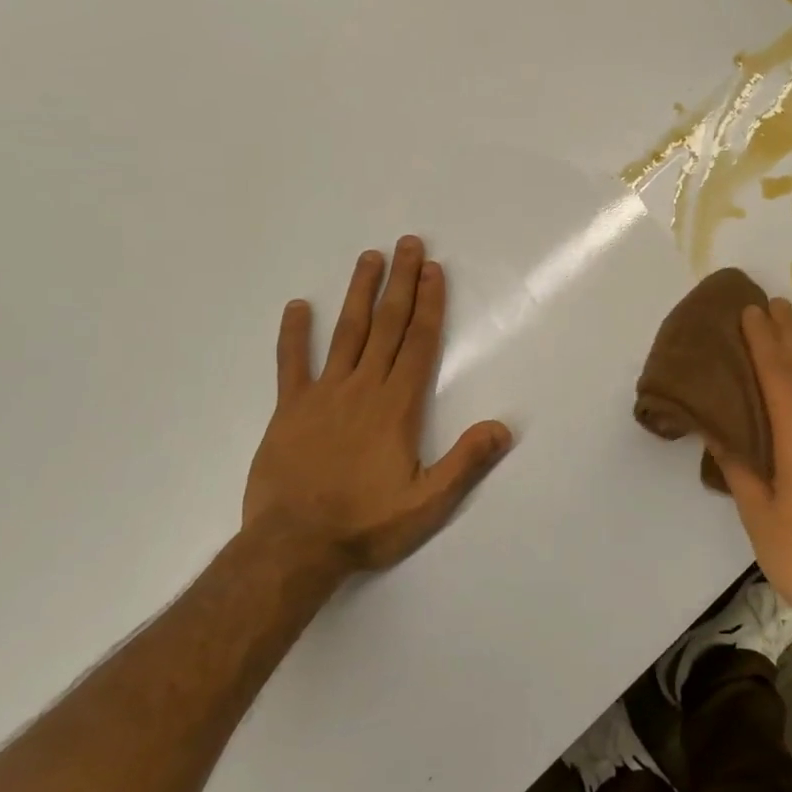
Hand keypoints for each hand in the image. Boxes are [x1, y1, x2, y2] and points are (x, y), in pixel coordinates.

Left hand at [242, 236, 512, 580]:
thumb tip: (503, 427)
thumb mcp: (427, 503)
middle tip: (408, 244)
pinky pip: (291, 363)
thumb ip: (465, 462)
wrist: (292, 547)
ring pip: (346, 333)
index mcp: (396, 406)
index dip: (429, 304)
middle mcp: (362, 389)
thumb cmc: (366, 524)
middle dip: (401, 283)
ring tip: (369, 257)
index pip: (418, 343)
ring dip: (359, 293)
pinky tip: (298, 306)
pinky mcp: (288, 410)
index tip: (433, 269)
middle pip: (386, 326)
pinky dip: (294, 334)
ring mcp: (322, 395)